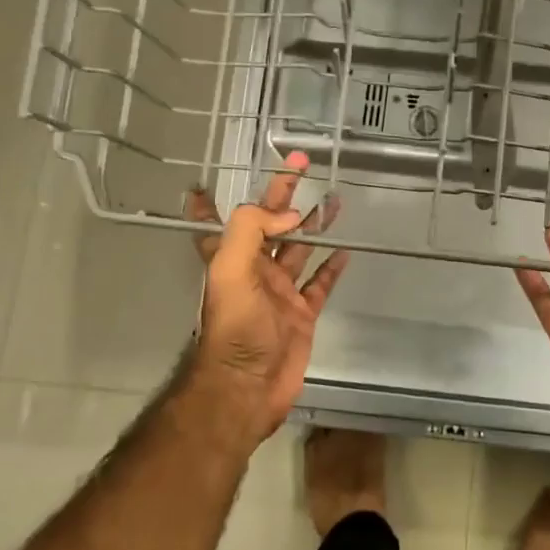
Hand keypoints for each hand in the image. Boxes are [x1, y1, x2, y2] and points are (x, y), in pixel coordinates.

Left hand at [182, 151, 349, 449]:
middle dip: (282, 194)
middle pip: (269, 224)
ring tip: (333, 199)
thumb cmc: (236, 326)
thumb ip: (252, 229)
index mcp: (230, 258)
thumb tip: (289, 213)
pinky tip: (345, 251)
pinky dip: (332, 267)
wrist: (249, 384)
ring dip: (314, 224)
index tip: (204, 181)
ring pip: (300, 249)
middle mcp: (254, 270)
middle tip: (301, 165)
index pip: (215, 222)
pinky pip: (320, 283)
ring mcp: (280, 292)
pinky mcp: (302, 313)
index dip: (207, 203)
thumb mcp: (231, 269)